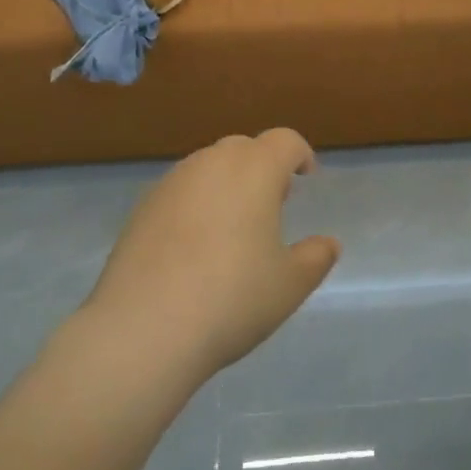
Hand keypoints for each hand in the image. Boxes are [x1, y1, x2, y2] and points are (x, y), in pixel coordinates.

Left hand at [83, 129, 338, 385]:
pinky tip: (193, 246)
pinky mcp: (142, 207)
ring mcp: (172, 182)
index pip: (284, 141)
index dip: (300, 154)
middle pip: (244, 148)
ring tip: (232, 225)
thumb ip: (315, 258)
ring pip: (208, 167)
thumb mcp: (289, 285)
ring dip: (226, 183)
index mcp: (255, 170)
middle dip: (262, 166)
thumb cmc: (232, 298)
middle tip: (273, 202)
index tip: (306, 177)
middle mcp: (212, 163)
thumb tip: (328, 244)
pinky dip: (195, 204)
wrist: (144, 328)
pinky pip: (179, 191)